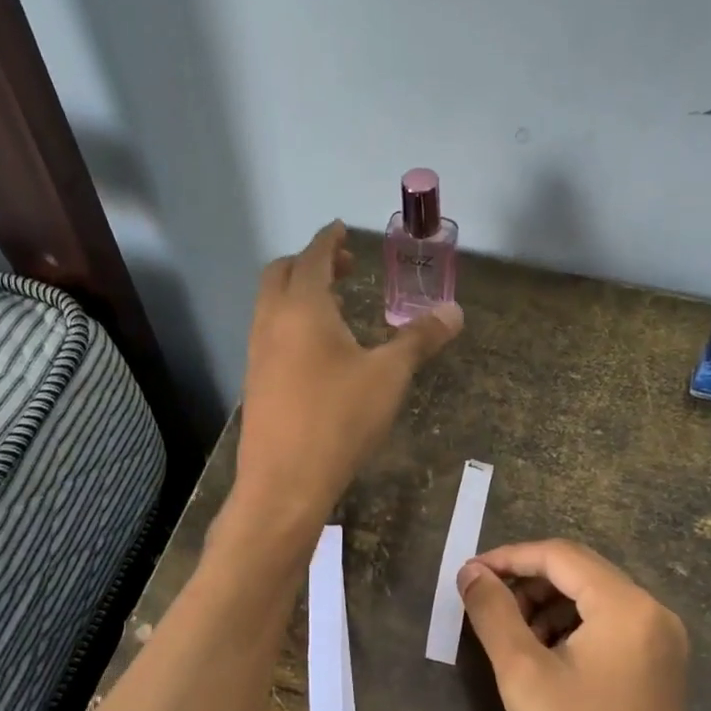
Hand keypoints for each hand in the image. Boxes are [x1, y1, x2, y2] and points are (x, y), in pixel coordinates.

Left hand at [234, 221, 461, 529]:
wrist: (284, 482)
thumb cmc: (338, 419)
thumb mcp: (389, 376)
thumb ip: (420, 339)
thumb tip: (454, 311)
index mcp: (302, 307)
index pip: (314, 256)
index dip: (330, 239)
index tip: (342, 228)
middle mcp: (271, 321)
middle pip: (282, 273)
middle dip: (312, 262)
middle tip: (346, 268)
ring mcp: (257, 351)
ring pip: (272, 304)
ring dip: (300, 293)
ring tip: (338, 307)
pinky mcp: (255, 380)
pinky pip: (270, 332)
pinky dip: (292, 321)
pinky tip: (320, 351)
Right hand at [457, 540, 710, 710]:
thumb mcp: (522, 675)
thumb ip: (493, 612)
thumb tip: (472, 572)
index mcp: (628, 607)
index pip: (560, 556)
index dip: (509, 557)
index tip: (468, 575)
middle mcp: (654, 614)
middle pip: (579, 573)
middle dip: (526, 582)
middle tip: (483, 605)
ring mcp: (663, 644)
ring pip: (592, 600)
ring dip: (546, 606)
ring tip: (508, 634)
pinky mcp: (660, 671)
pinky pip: (608, 628)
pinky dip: (570, 629)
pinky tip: (542, 657)